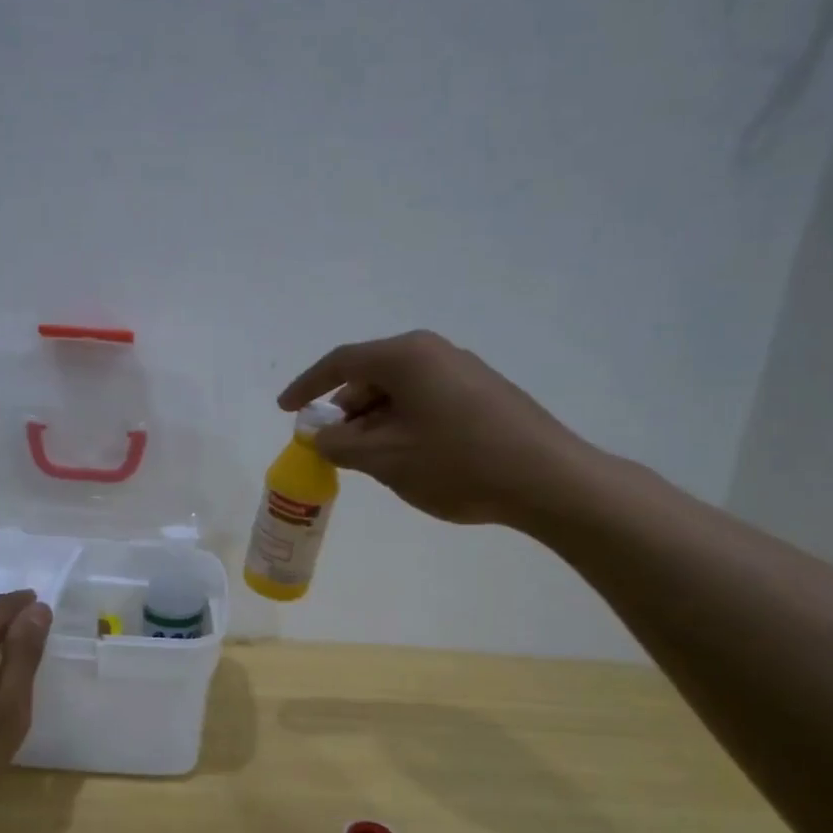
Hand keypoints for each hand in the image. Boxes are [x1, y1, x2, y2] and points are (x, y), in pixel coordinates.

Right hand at [278, 330, 596, 529]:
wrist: (547, 480)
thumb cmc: (457, 463)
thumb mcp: (385, 459)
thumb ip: (339, 444)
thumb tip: (319, 436)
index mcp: (406, 356)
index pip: (341, 363)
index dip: (307, 387)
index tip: (285, 409)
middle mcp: (434, 352)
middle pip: (371, 376)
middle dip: (345, 411)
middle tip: (331, 447)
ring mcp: (463, 370)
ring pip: (400, 391)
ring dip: (375, 422)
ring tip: (369, 460)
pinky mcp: (484, 393)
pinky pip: (426, 401)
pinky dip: (403, 424)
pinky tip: (408, 457)